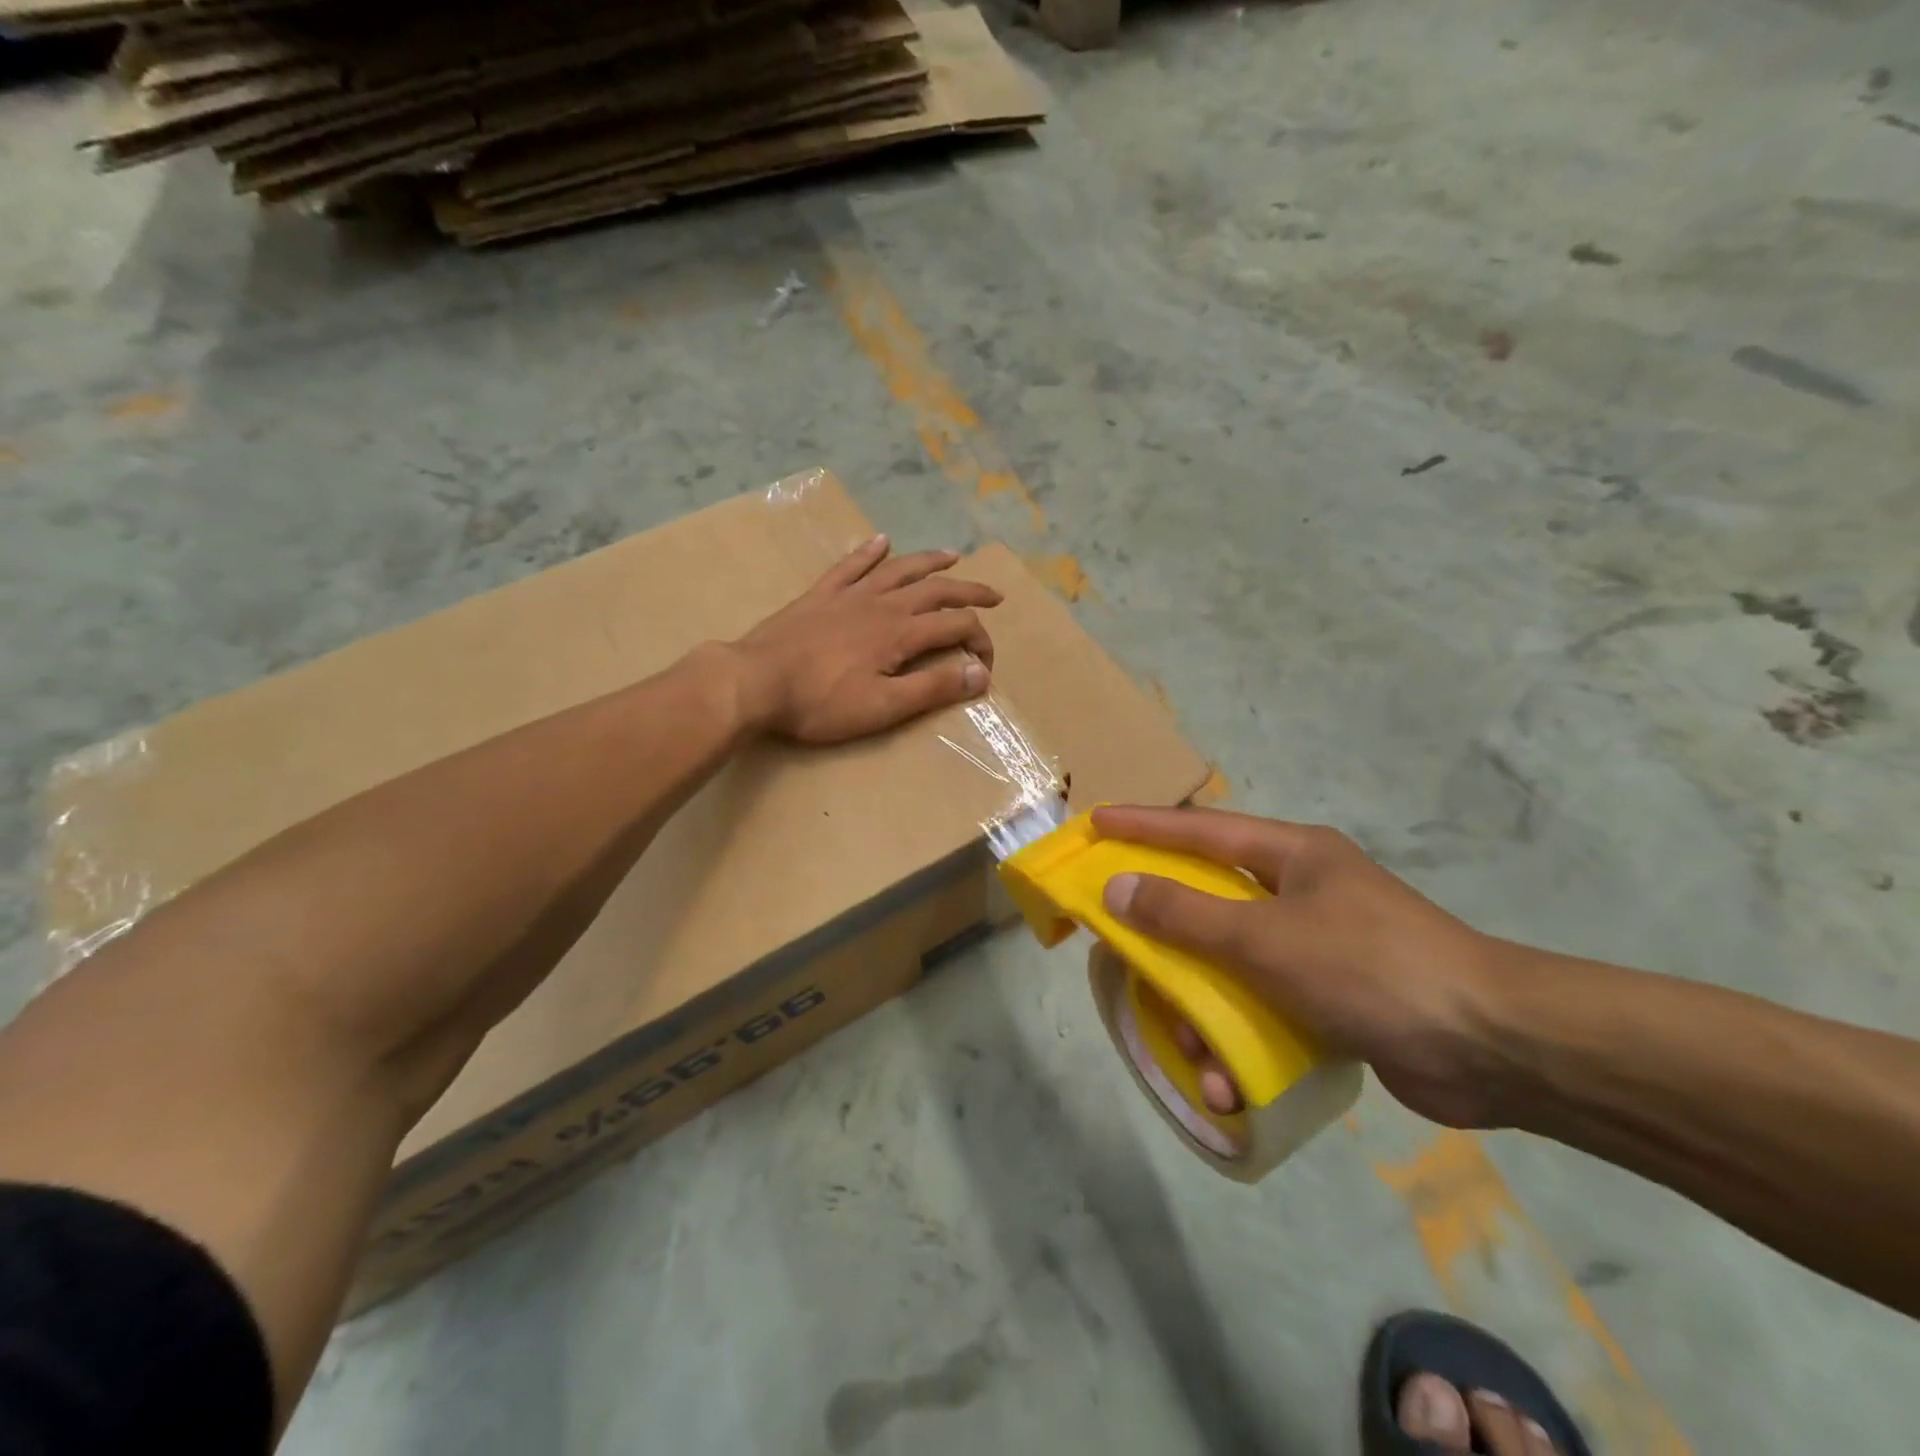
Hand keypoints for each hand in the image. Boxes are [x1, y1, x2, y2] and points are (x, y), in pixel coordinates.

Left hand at [733, 534, 1000, 744]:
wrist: (754, 681)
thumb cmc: (820, 702)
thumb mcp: (884, 706)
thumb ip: (933, 687)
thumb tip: (980, 673)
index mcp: (900, 633)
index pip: (955, 627)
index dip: (979, 641)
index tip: (986, 665)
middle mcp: (881, 604)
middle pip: (935, 590)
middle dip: (968, 591)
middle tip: (994, 594)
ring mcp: (848, 595)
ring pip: (898, 570)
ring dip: (929, 562)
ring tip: (952, 556)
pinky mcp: (819, 596)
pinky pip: (850, 566)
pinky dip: (869, 552)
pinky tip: (881, 541)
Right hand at [1092, 806, 1514, 1128]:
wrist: (1496, 1048)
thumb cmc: (1370, 966)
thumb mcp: (1265, 937)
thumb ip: (1185, 914)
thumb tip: (1117, 889)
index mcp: (1290, 855)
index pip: (1200, 829)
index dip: (1143, 826)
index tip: (1095, 825)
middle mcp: (1299, 892)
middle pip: (1209, 902)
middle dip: (1167, 939)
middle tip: (1126, 954)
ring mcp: (1316, 946)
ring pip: (1231, 965)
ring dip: (1203, 1011)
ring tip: (1195, 1054)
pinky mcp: (1330, 998)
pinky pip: (1262, 1007)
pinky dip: (1240, 1041)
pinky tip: (1231, 1084)